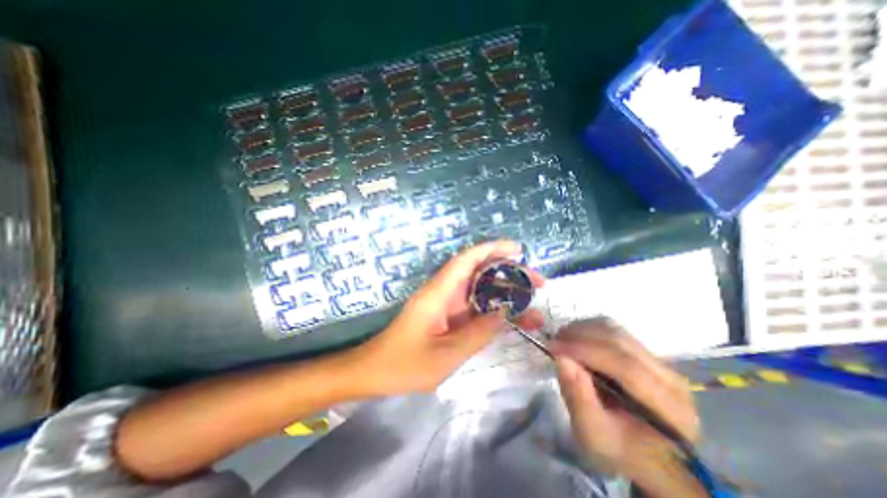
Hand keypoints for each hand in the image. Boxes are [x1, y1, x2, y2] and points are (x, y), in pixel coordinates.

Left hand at [353, 242, 541, 397]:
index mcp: (439, 292)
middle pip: (479, 272)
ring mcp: (447, 304)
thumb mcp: (445, 354)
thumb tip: (504, 313)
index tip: (517, 249)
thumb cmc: (404, 364)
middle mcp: (444, 292)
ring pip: (481, 290)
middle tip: (537, 282)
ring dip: (506, 293)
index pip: (467, 260)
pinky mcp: (449, 316)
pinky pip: (476, 308)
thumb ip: (477, 333)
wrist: (376, 372)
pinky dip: (495, 310)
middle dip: (509, 272)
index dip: (492, 249)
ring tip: (534, 303)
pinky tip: (514, 319)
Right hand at [552, 319, 704, 493]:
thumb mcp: (593, 435)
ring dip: (583, 329)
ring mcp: (661, 363)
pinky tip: (576, 340)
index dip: (585, 351)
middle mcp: (672, 380)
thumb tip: (561, 358)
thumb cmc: (619, 450)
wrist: (642, 453)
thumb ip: (578, 398)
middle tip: (554, 340)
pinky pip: (615, 330)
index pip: (626, 367)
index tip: (553, 346)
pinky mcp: (646, 353)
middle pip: (621, 342)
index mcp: (669, 410)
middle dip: (581, 336)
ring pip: (616, 330)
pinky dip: (589, 329)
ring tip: (563, 340)